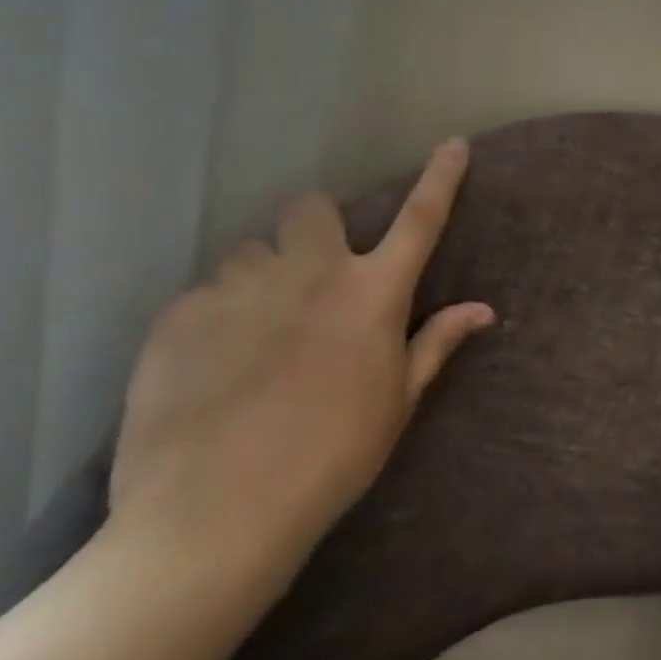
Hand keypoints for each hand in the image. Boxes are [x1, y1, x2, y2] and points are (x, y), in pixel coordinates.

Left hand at [108, 139, 492, 586]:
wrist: (217, 514)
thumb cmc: (332, 458)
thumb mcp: (396, 403)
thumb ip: (436, 344)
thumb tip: (483, 310)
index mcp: (372, 294)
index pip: (419, 220)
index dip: (441, 178)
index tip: (453, 145)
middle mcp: (310, 273)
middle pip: (311, 207)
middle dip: (314, 228)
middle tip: (311, 276)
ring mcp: (240, 288)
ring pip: (251, 251)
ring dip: (262, 277)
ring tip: (254, 332)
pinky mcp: (178, 314)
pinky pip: (204, 293)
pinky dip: (216, 316)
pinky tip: (211, 366)